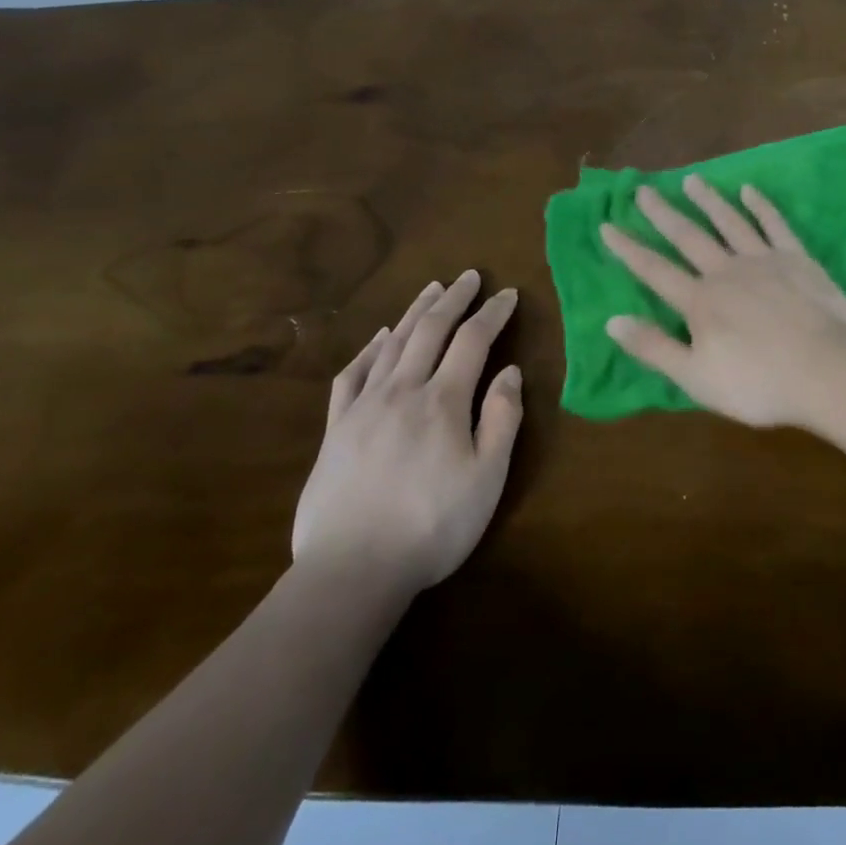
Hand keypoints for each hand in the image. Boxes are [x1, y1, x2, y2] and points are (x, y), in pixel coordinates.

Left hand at [294, 271, 522, 589]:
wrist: (353, 569)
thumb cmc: (433, 525)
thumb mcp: (487, 477)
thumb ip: (502, 419)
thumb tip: (509, 371)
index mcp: (443, 401)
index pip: (473, 341)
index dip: (493, 313)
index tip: (509, 294)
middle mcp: (402, 391)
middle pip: (430, 331)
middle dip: (453, 299)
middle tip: (469, 275)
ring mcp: (364, 407)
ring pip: (392, 344)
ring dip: (415, 312)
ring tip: (431, 290)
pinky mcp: (336, 428)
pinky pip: (353, 374)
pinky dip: (370, 348)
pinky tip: (380, 338)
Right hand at [601, 176, 845, 427]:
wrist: (825, 371)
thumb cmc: (758, 383)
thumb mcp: (695, 378)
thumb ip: (654, 348)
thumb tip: (612, 320)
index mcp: (700, 302)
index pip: (654, 270)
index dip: (628, 249)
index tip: (607, 225)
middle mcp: (726, 271)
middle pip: (689, 237)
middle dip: (663, 213)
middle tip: (644, 189)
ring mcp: (764, 260)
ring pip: (729, 222)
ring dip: (708, 200)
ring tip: (691, 180)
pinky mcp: (797, 259)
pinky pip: (775, 225)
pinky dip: (761, 206)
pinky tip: (749, 190)